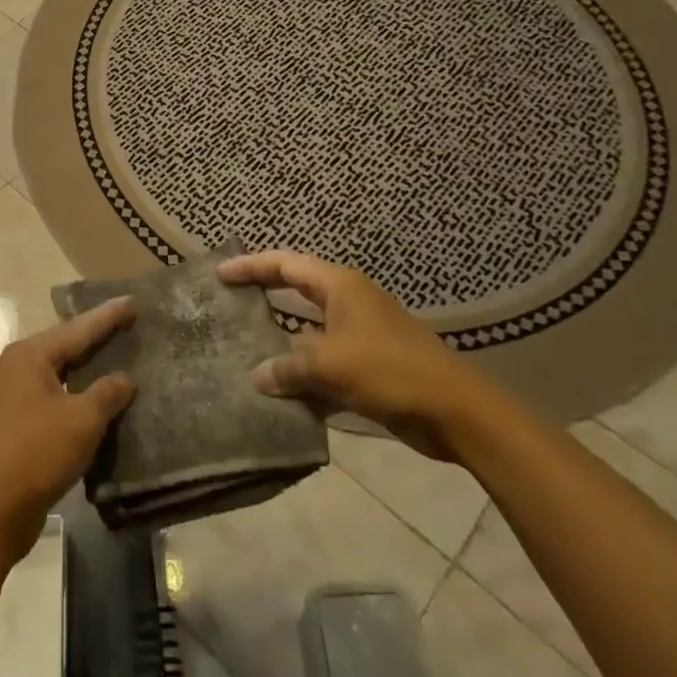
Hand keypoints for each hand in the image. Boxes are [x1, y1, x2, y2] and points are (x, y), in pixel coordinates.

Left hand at [0, 298, 136, 558]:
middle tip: (130, 325)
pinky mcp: (21, 426)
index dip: (108, 316)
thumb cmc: (36, 452)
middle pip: (67, 346)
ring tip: (122, 359)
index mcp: (31, 354)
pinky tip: (103, 402)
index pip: (78, 328)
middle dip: (98, 338)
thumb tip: (124, 378)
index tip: (133, 301)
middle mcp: (20, 367)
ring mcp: (17, 397)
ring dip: (90, 371)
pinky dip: (81, 397)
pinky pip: (58, 399)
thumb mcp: (81, 419)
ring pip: (63, 374)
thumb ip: (107, 393)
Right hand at [219, 251, 486, 460]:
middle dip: (263, 295)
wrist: (456, 412)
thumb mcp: (331, 364)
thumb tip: (257, 376)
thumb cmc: (390, 370)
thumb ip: (288, 366)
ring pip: (308, 330)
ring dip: (281, 341)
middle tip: (227, 302)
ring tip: (243, 349)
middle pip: (295, 290)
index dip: (251, 266)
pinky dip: (303, 373)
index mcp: (340, 286)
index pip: (286, 264)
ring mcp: (360, 334)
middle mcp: (348, 302)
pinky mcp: (368, 366)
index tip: (219, 274)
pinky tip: (279, 392)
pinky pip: (324, 362)